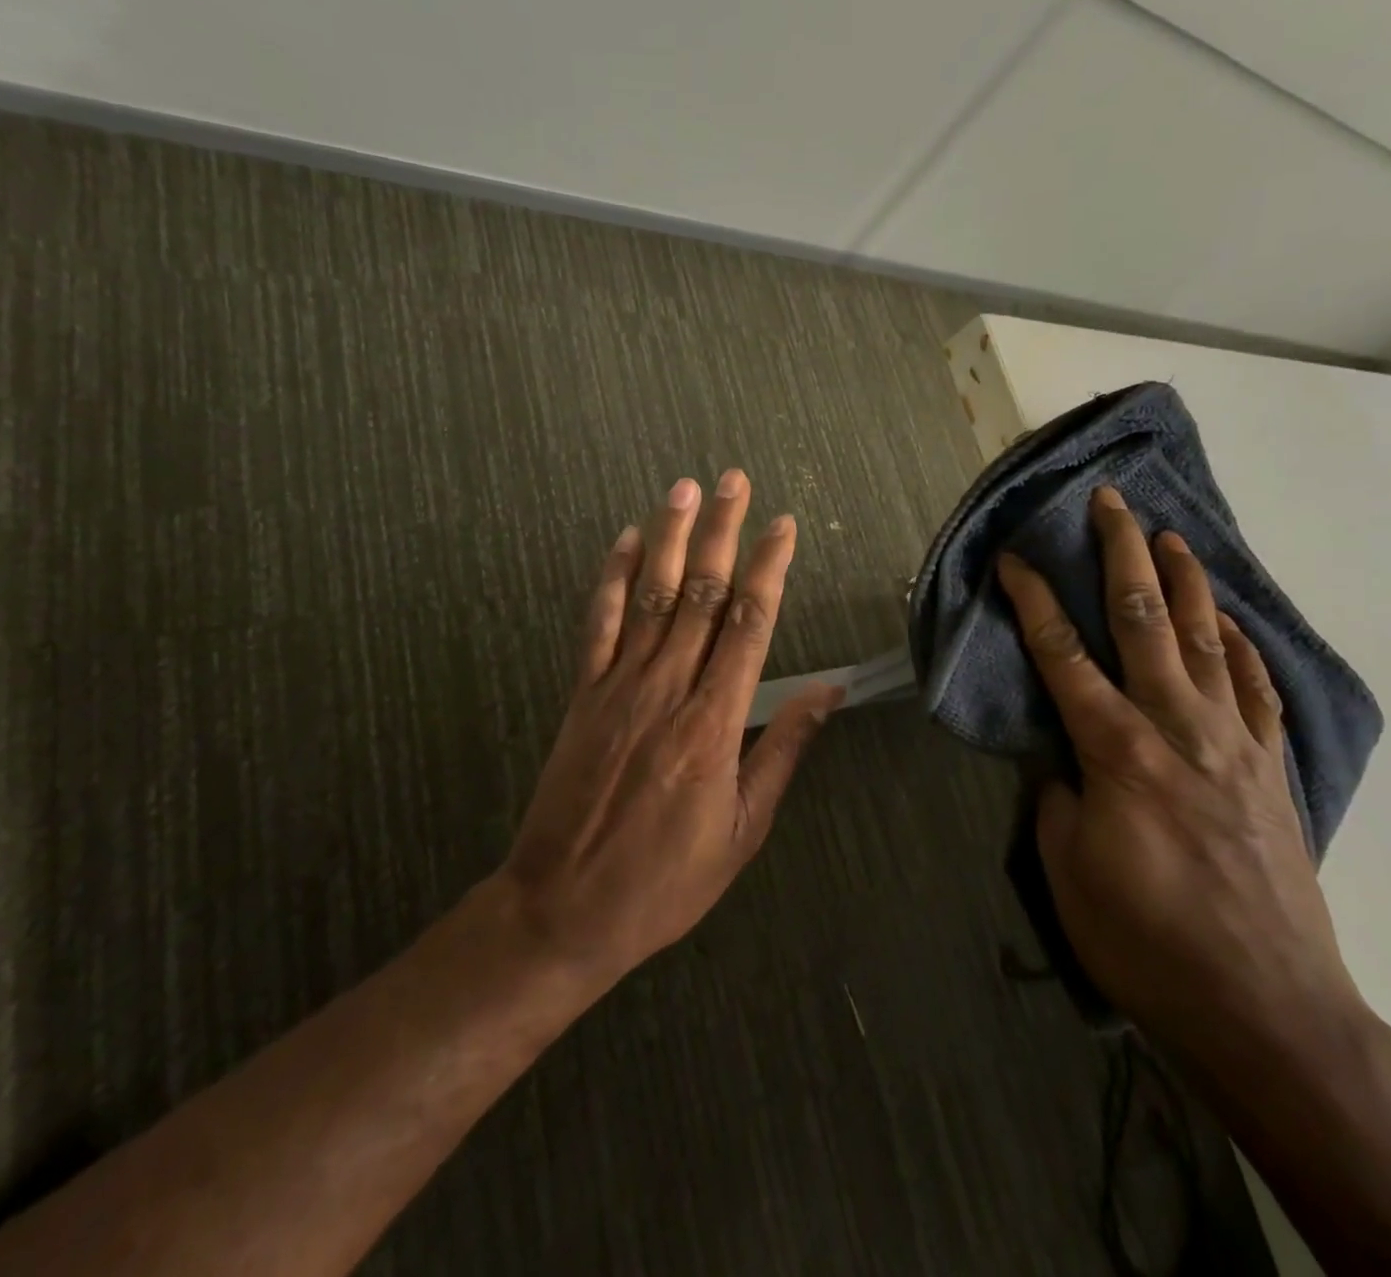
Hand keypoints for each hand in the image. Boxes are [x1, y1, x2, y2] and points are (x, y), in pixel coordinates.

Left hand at [497, 470, 842, 988]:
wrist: (564, 908)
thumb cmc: (666, 879)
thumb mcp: (743, 829)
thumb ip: (782, 751)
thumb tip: (826, 693)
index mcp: (715, 723)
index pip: (751, 624)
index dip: (769, 569)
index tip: (783, 526)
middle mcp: (668, 688)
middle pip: (703, 593)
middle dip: (724, 532)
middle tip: (736, 481)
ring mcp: (619, 686)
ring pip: (652, 595)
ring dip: (672, 537)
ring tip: (686, 488)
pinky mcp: (581, 694)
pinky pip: (599, 624)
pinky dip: (612, 578)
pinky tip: (627, 541)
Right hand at [996, 486, 1363, 1066]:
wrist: (1266, 1010)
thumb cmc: (1146, 942)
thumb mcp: (1067, 870)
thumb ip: (1058, 796)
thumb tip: (1061, 757)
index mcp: (1118, 751)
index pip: (1063, 654)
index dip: (1033, 599)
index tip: (1013, 558)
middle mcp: (1178, 729)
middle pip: (1146, 621)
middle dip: (1122, 555)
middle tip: (1110, 503)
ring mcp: (1234, 744)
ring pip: (1209, 641)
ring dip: (1186, 582)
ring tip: (1171, 536)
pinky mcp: (1272, 770)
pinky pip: (1258, 690)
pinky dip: (1244, 647)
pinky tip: (1233, 623)